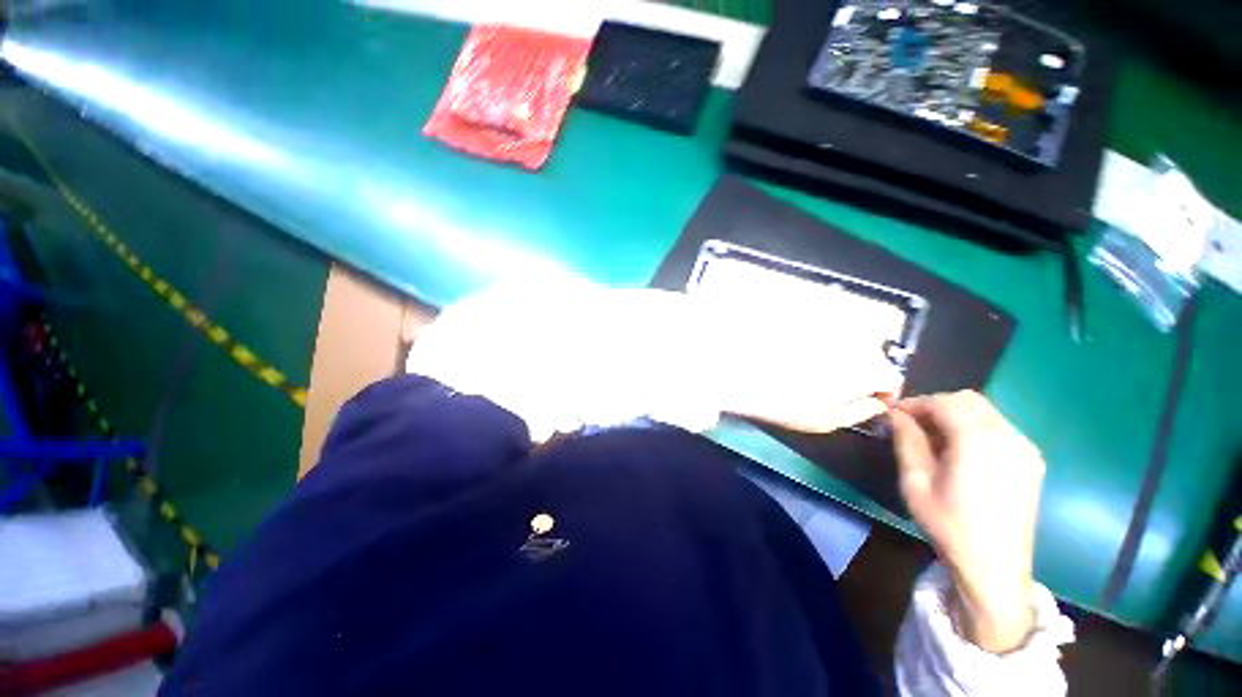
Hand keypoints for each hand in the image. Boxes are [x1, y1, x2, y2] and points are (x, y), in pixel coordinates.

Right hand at [890, 391, 1044, 653]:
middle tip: (912, 424)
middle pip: (968, 400)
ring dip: (955, 415)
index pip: (944, 401)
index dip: (915, 403)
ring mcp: (1024, 448)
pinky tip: (961, 451)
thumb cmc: (948, 524)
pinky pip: (999, 428)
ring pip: (985, 411)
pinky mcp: (1032, 461)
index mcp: (978, 440)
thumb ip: (907, 441)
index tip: (895, 415)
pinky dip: (975, 427)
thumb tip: (895, 415)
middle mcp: (1007, 436)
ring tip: (934, 438)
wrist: (994, 568)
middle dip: (936, 405)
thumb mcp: (915, 481)